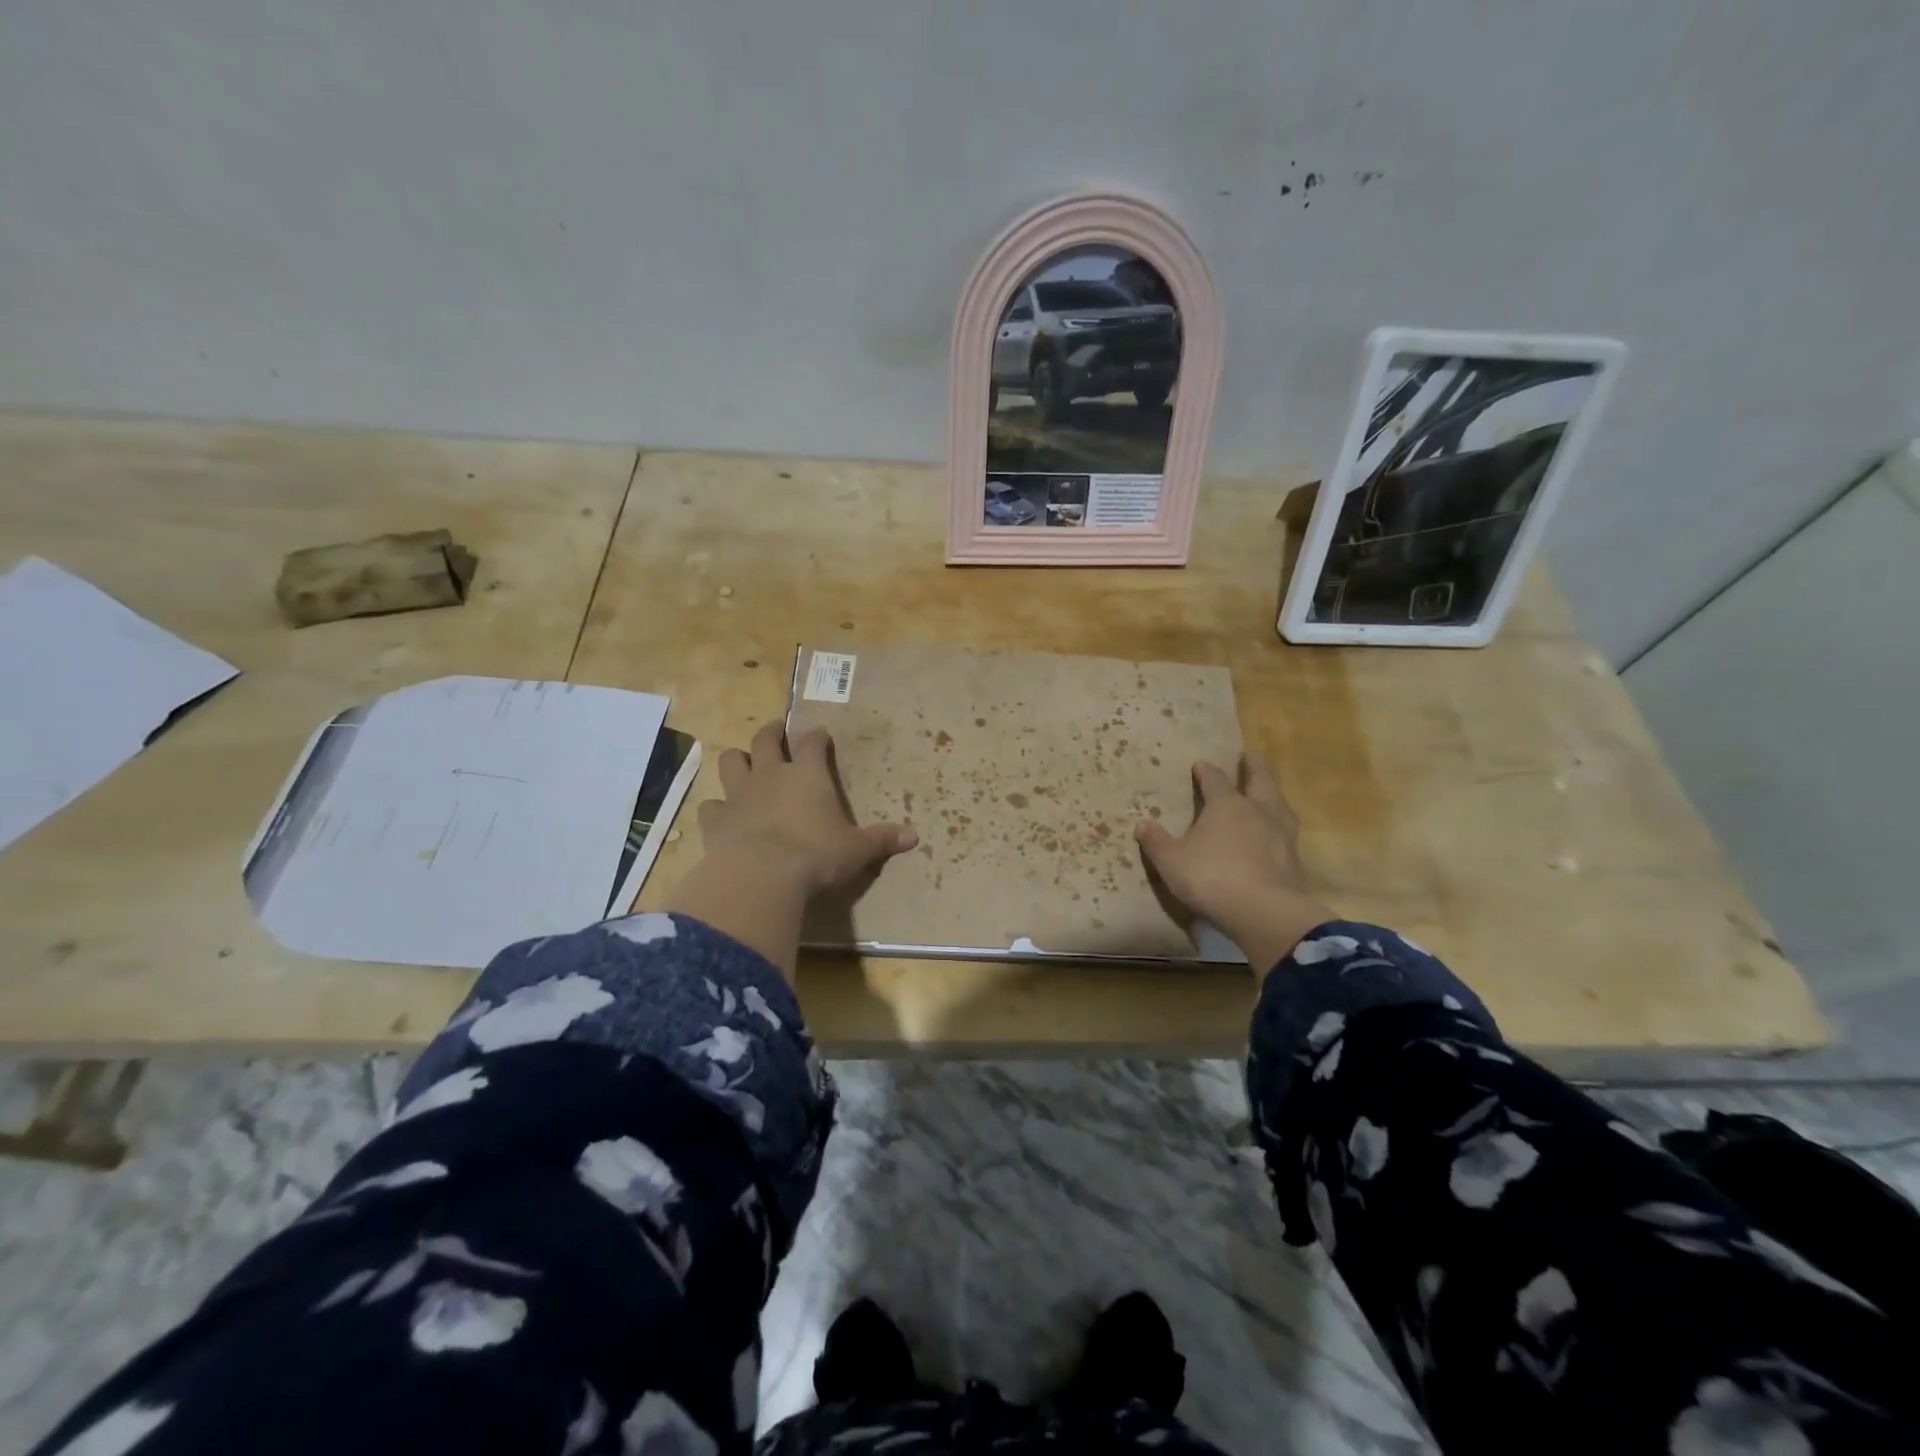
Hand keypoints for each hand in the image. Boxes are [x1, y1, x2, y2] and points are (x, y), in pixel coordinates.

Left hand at [697, 722, 916, 898]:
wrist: (761, 877)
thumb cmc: (816, 856)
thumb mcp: (857, 849)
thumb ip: (882, 839)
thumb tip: (915, 837)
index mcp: (807, 774)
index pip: (812, 742)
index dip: (817, 737)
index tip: (820, 736)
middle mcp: (770, 775)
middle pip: (765, 739)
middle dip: (771, 732)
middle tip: (775, 732)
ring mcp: (738, 795)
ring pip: (731, 762)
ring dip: (737, 760)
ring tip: (743, 766)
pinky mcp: (715, 820)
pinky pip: (711, 805)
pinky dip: (716, 807)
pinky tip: (722, 815)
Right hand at [1135, 754, 1333, 970]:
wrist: (1263, 911)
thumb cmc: (1211, 877)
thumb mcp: (1171, 861)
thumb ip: (1157, 842)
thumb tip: (1142, 824)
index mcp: (1226, 805)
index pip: (1215, 779)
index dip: (1206, 771)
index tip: (1201, 764)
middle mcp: (1258, 811)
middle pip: (1260, 779)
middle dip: (1253, 766)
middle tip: (1250, 754)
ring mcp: (1281, 834)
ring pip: (1280, 803)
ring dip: (1273, 794)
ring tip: (1268, 792)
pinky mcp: (1294, 859)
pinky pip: (1286, 833)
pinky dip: (1279, 827)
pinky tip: (1276, 834)